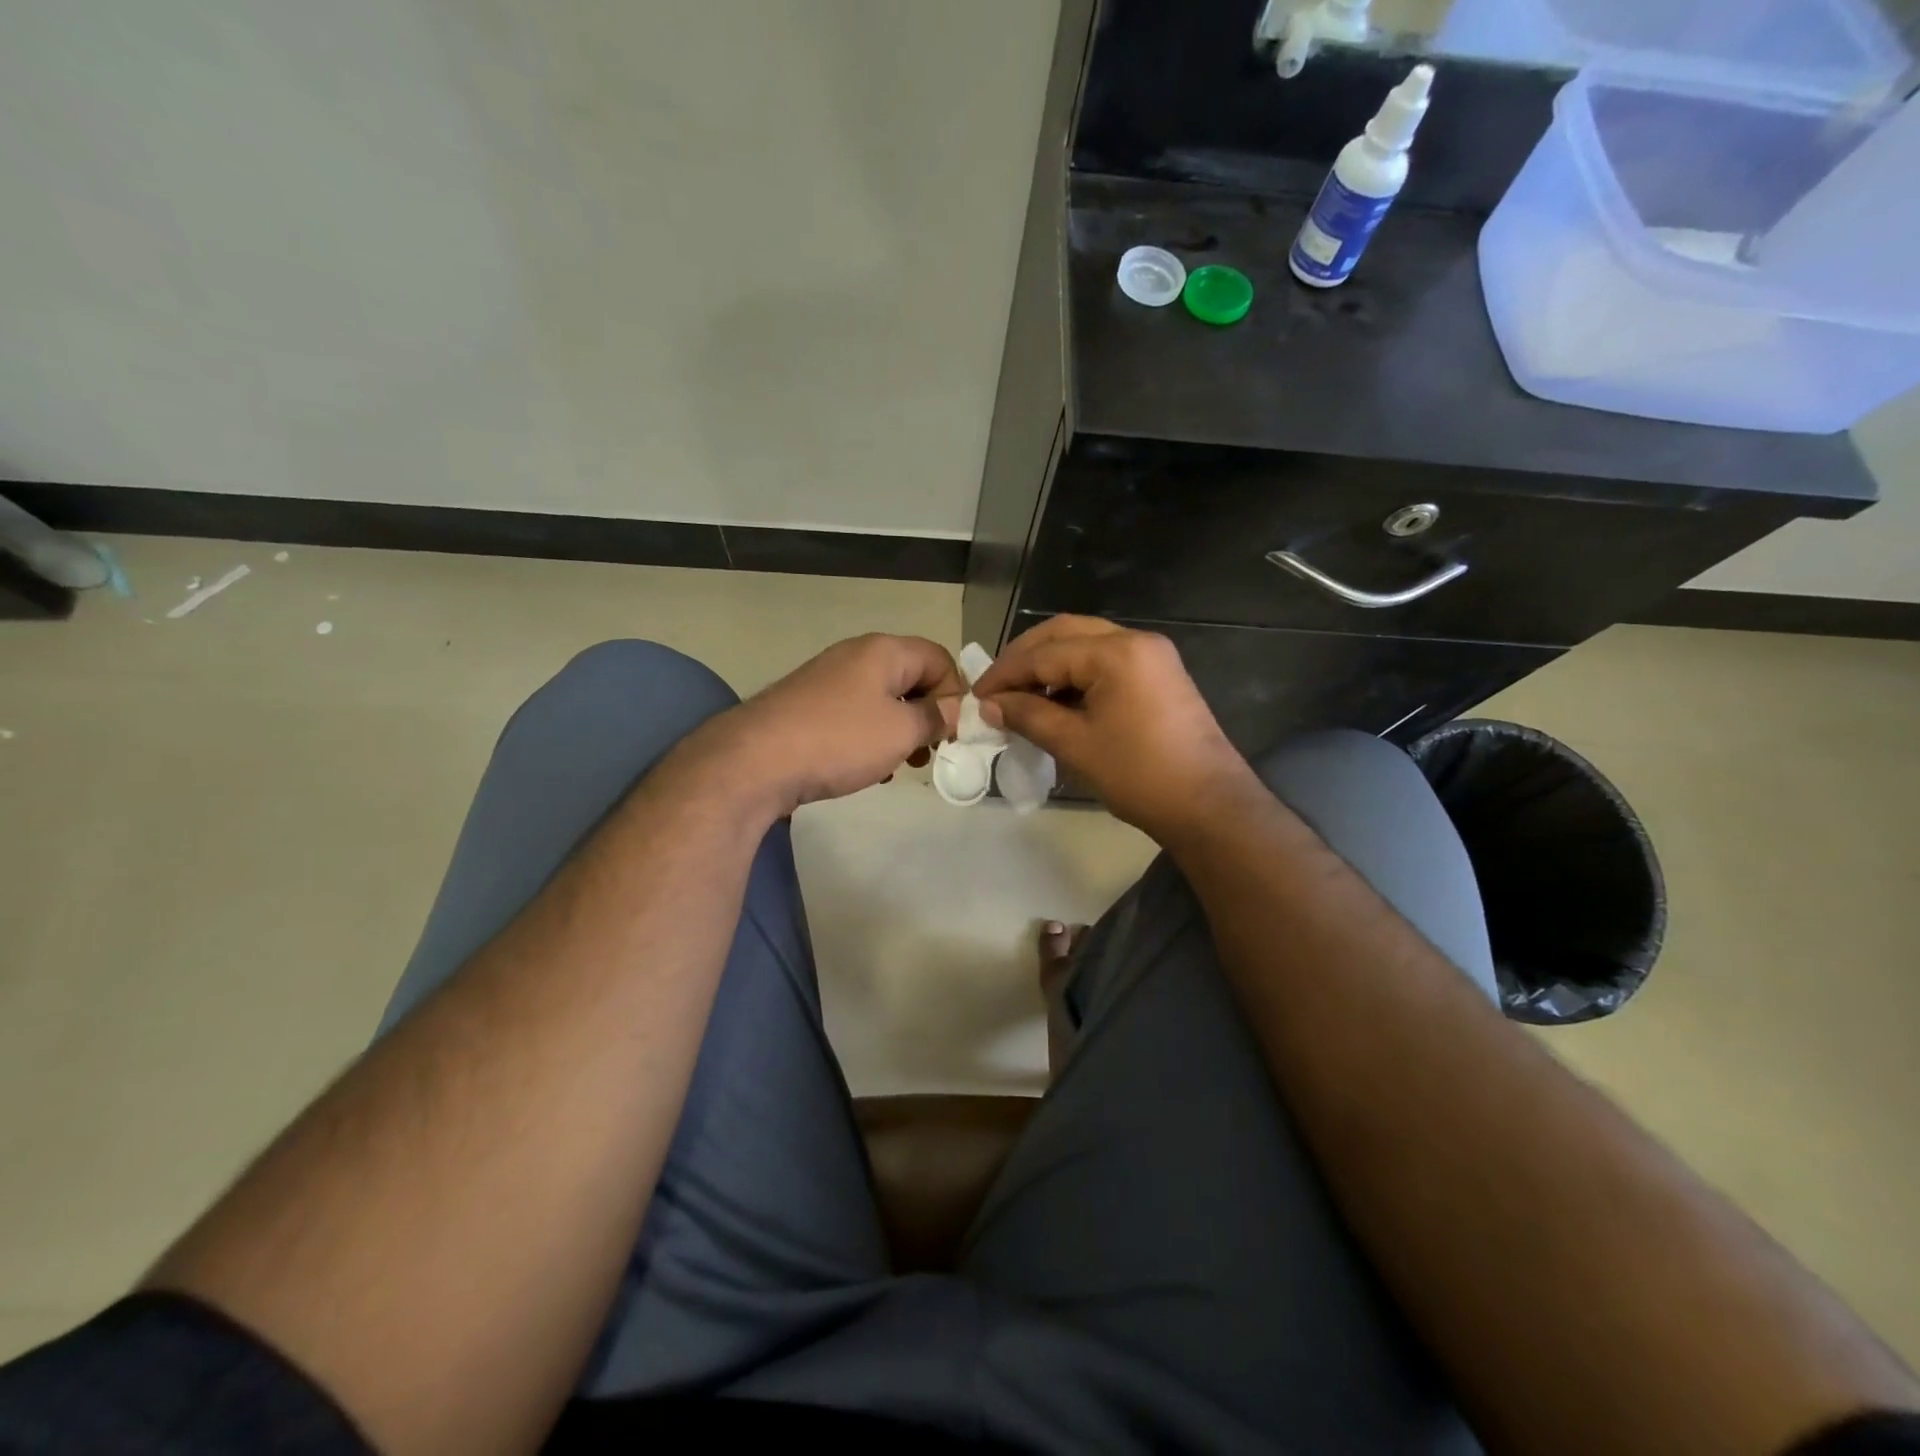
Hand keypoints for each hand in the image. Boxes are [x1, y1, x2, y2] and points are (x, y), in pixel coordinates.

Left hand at [687, 634, 965, 818]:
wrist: (755, 761)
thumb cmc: (840, 740)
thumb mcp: (901, 731)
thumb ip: (935, 717)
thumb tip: (953, 709)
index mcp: (884, 651)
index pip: (940, 658)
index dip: (955, 694)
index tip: (952, 734)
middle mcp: (856, 655)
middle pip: (911, 677)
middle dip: (927, 715)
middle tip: (930, 752)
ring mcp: (828, 679)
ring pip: (883, 700)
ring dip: (899, 730)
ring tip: (899, 765)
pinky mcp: (808, 705)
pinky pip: (855, 715)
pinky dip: (870, 737)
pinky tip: (866, 768)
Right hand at [973, 617, 1258, 843]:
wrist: (1208, 805)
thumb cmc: (1139, 775)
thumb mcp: (1075, 745)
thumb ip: (1029, 716)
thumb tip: (990, 705)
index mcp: (1116, 652)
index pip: (1045, 653)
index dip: (1006, 674)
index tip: (977, 696)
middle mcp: (1135, 641)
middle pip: (1065, 634)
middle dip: (1025, 658)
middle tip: (996, 687)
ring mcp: (1151, 656)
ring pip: (1085, 644)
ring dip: (1050, 664)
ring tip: (1021, 696)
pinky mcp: (1159, 675)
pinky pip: (1106, 662)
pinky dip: (1075, 675)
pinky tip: (1055, 701)